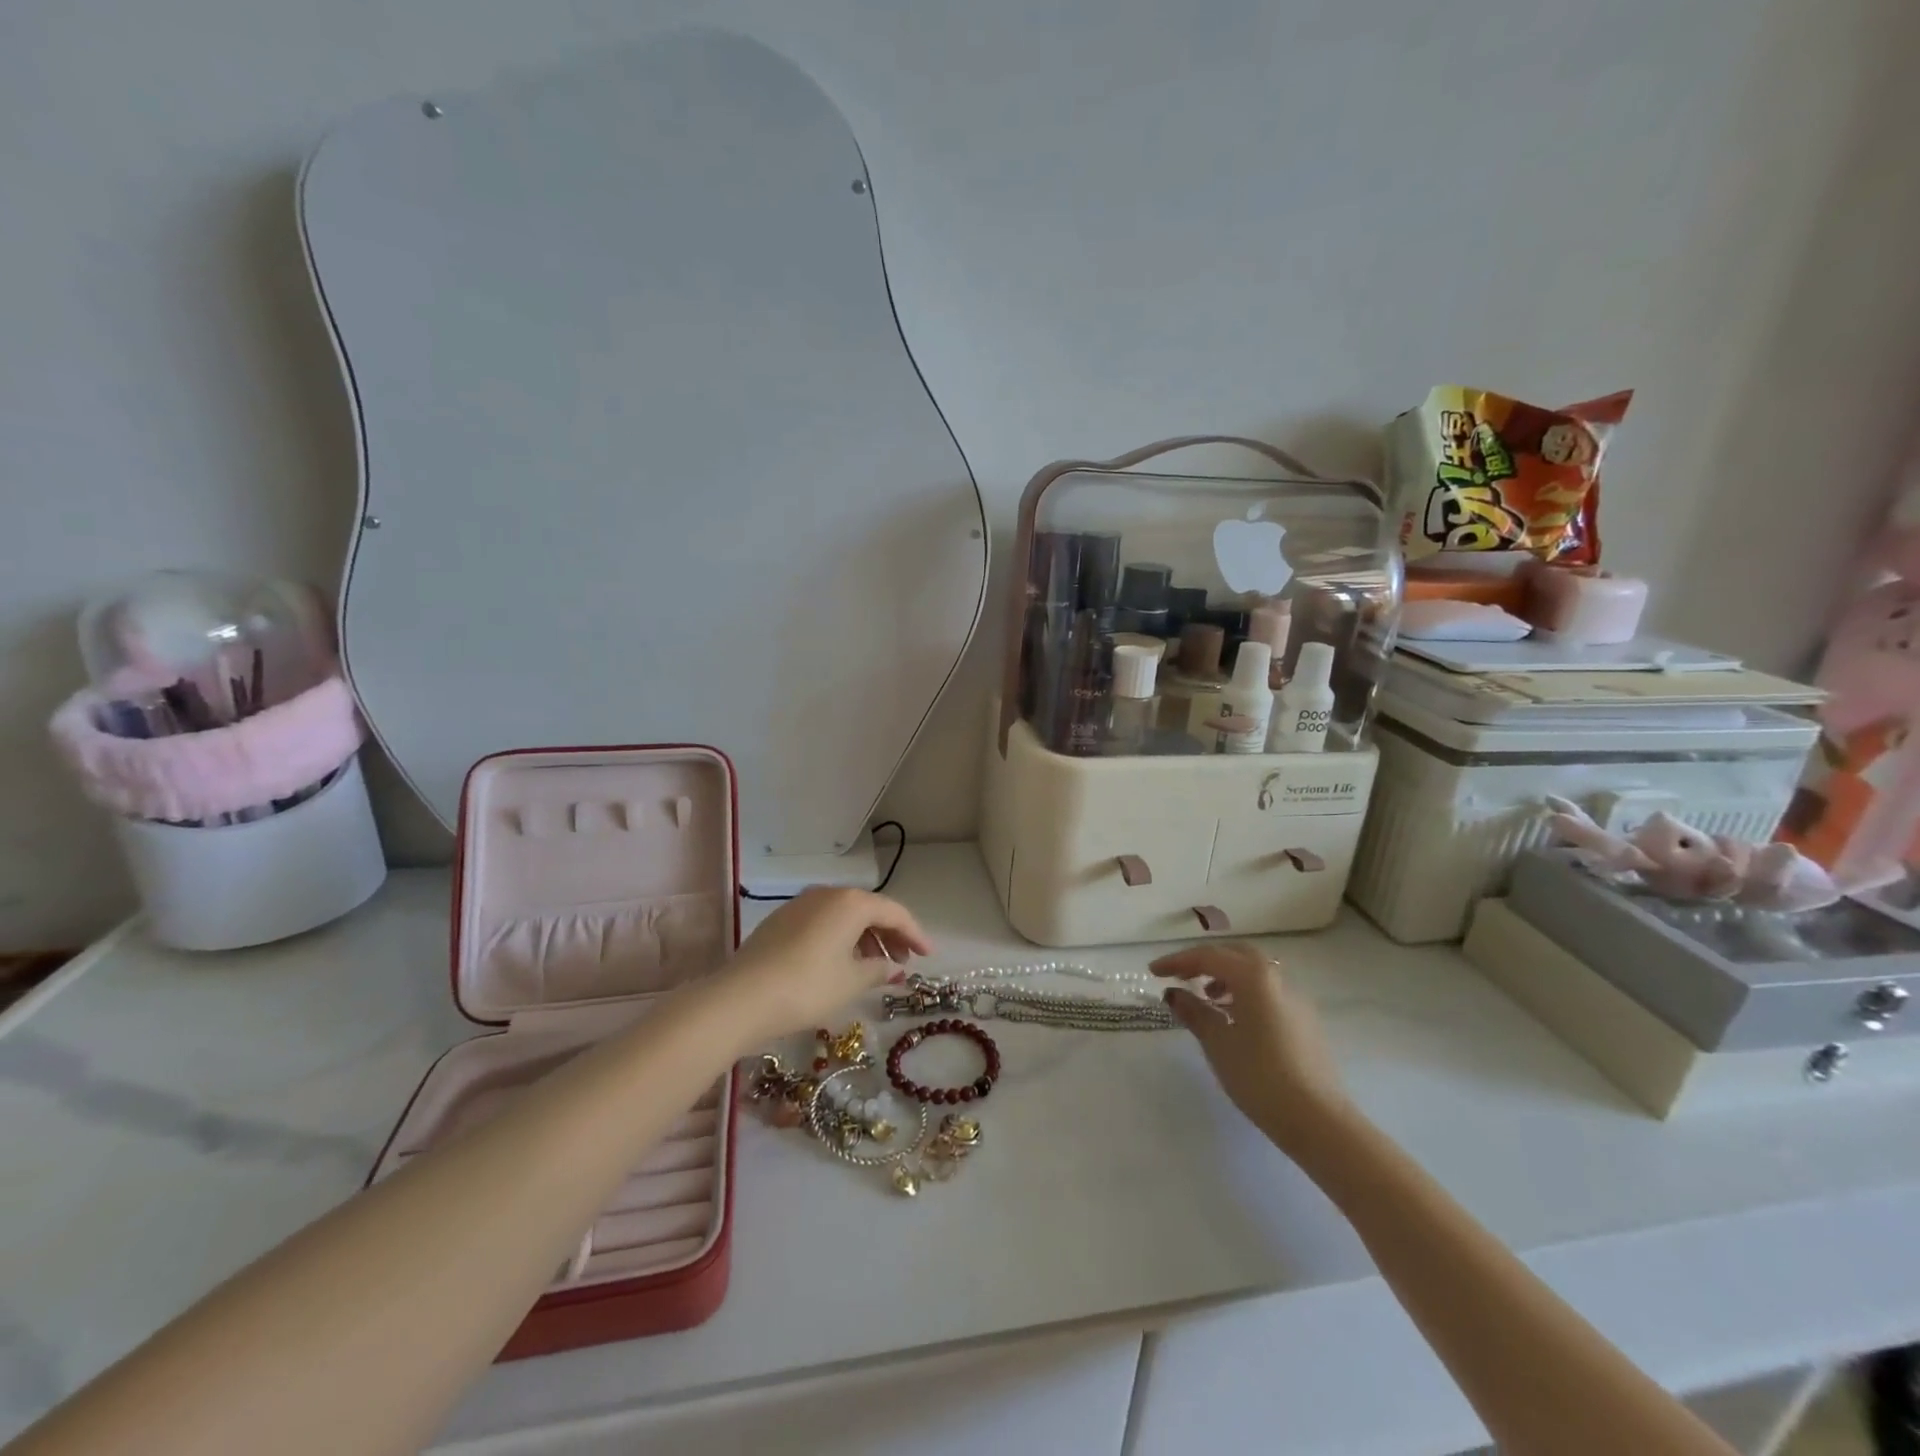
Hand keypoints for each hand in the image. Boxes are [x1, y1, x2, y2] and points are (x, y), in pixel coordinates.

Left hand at [716, 887, 932, 1044]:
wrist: (740, 998)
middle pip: (869, 909)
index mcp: (850, 902)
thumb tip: (892, 968)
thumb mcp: (851, 982)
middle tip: (904, 961)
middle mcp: (827, 894)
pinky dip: (840, 939)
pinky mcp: (781, 921)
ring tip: (875, 966)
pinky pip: (823, 923)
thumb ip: (879, 970)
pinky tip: (842, 963)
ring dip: (865, 937)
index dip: (915, 933)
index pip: (894, 911)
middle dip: (890, 934)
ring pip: (844, 916)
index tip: (928, 956)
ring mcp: (800, 905)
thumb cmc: (807, 987)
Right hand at [1152, 943, 1346, 1145]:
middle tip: (1182, 976)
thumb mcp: (1217, 1043)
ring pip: (1255, 973)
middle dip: (1206, 961)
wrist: (1318, 1120)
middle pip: (1236, 955)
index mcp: (1254, 977)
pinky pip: (1268, 992)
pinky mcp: (1305, 1021)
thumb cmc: (1259, 1077)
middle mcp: (1277, 978)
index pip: (1208, 957)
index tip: (1153, 972)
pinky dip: (1245, 993)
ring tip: (1207, 999)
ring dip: (1227, 977)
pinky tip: (1234, 1019)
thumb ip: (1194, 1012)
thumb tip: (1173, 993)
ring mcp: (1295, 1000)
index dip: (1177, 962)